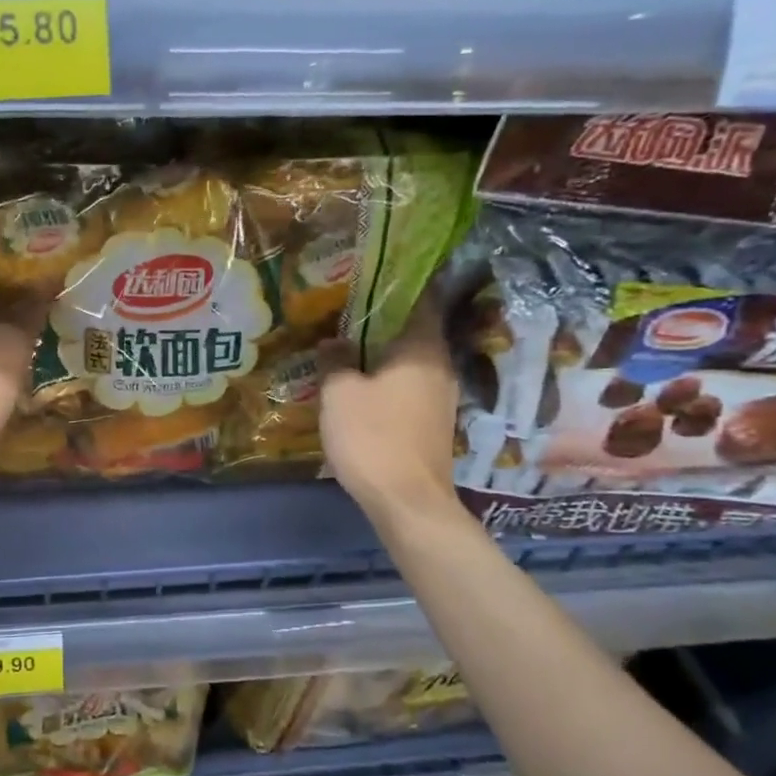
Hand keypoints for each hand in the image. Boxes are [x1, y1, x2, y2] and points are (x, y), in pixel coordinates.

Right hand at [317, 294, 460, 517]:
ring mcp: (441, 396)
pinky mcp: (433, 421)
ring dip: (383, 352)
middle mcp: (440, 365)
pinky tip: (362, 384)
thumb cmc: (373, 436)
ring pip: (411, 360)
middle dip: (383, 320)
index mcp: (423, 348)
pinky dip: (388, 378)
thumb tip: (334, 341)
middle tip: (346, 310)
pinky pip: (409, 385)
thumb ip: (335, 360)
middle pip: (414, 329)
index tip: (370, 276)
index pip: (421, 298)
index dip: (397, 284)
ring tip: (348, 346)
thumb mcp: (340, 393)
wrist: (407, 500)